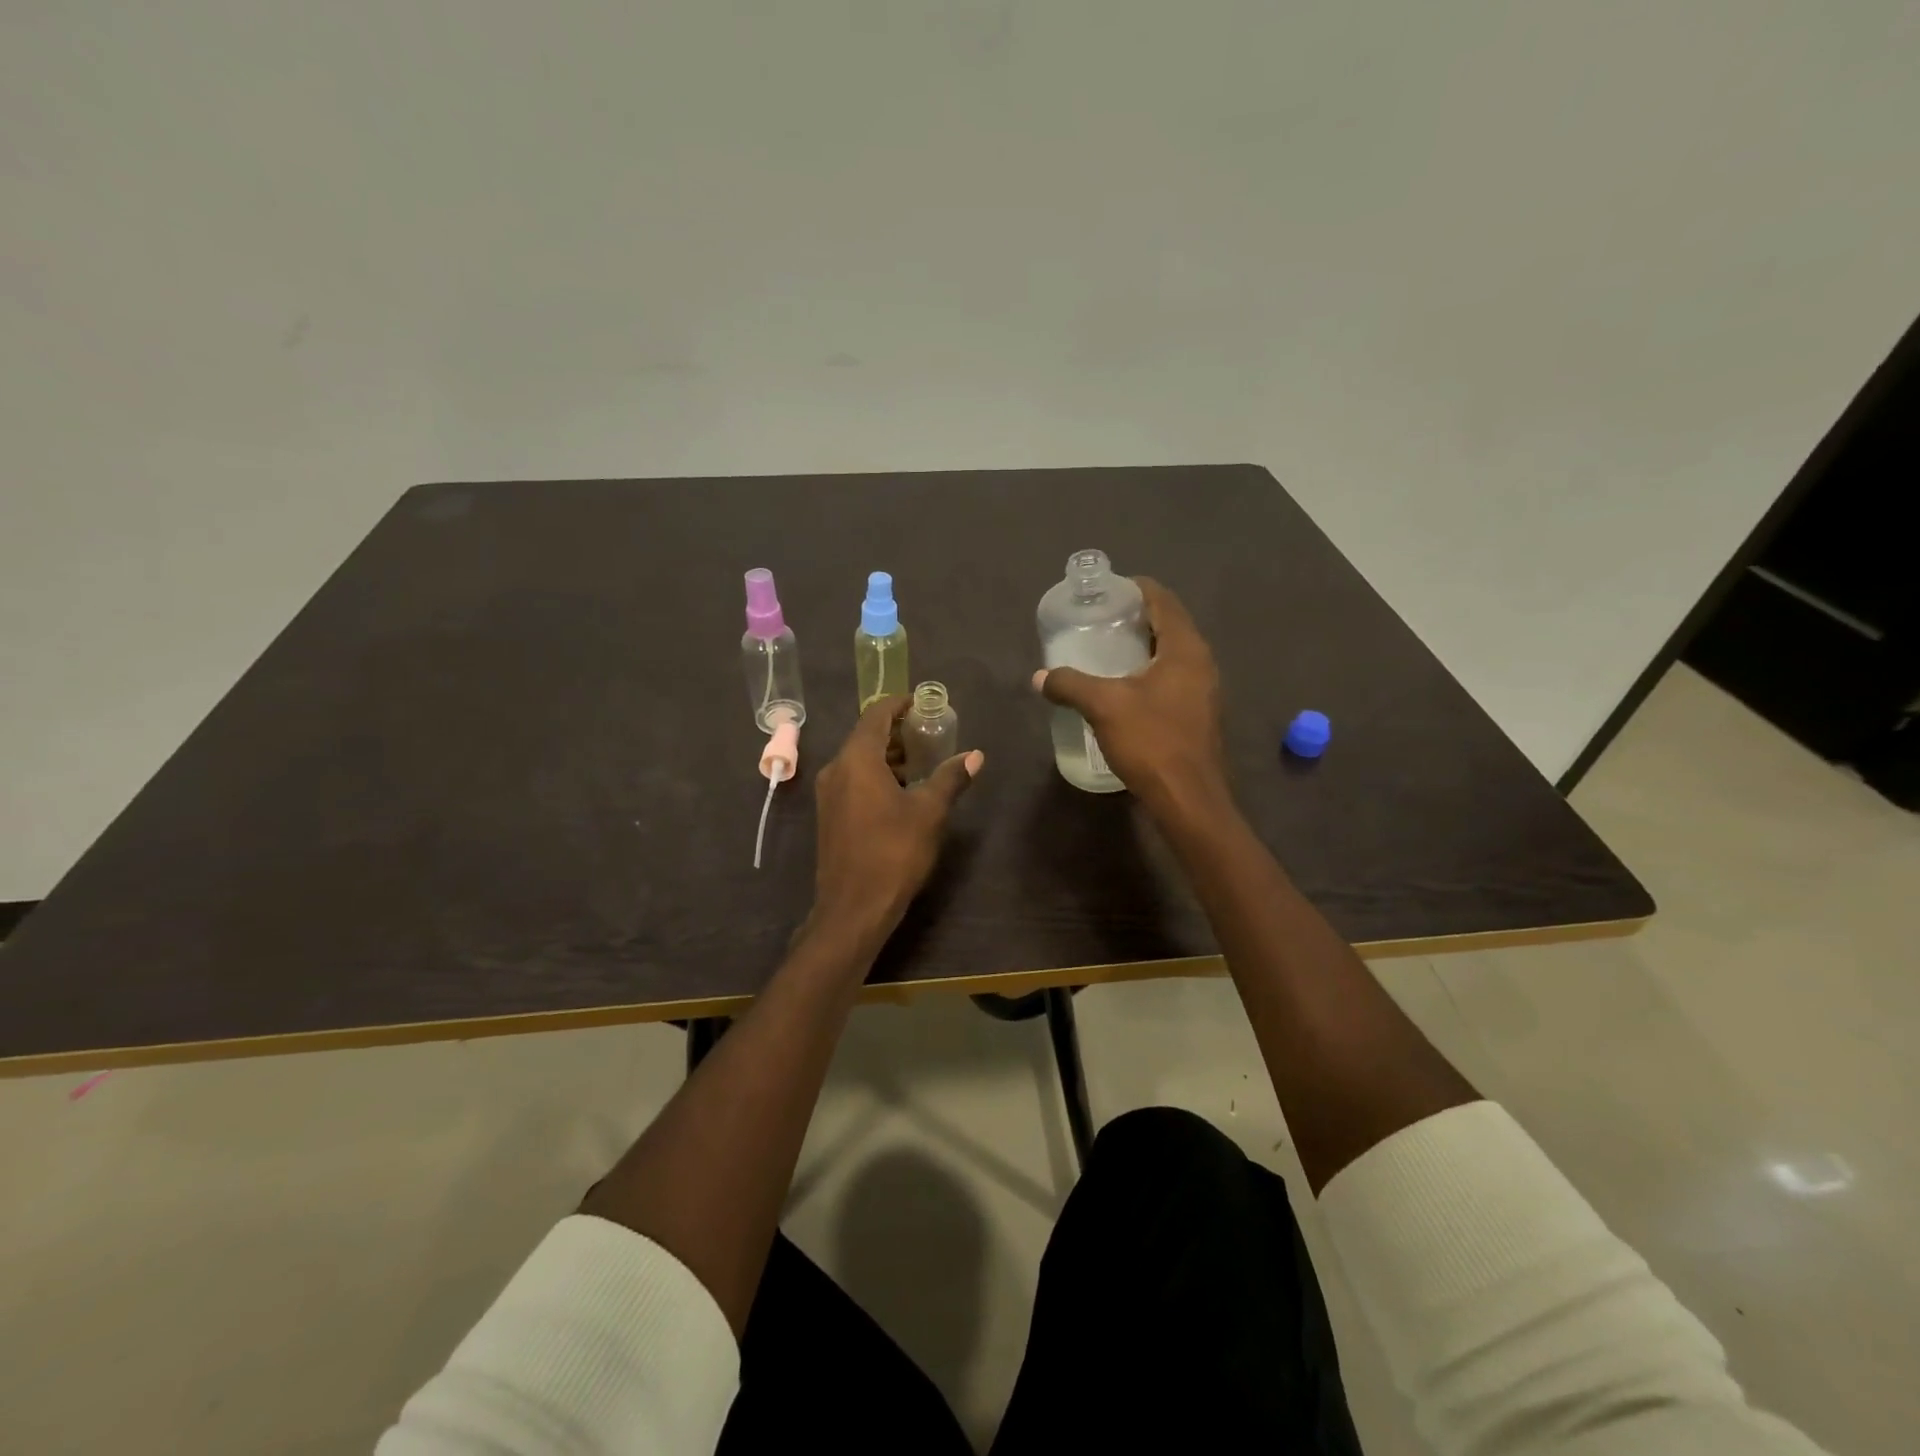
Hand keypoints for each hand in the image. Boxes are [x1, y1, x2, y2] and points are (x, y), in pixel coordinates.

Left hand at [807, 696, 983, 950]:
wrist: (853, 907)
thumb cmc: (893, 852)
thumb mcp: (930, 812)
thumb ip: (950, 778)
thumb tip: (975, 756)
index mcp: (857, 759)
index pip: (876, 714)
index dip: (900, 704)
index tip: (924, 703)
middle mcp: (836, 769)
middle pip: (866, 736)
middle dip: (897, 731)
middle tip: (930, 733)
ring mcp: (828, 794)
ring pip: (859, 760)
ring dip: (888, 755)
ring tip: (921, 761)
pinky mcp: (830, 815)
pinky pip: (853, 780)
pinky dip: (876, 775)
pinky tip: (901, 791)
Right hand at [1034, 578, 1226, 817]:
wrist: (1188, 799)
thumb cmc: (1151, 742)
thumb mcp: (1103, 706)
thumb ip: (1069, 684)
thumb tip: (1040, 677)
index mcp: (1184, 648)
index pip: (1163, 600)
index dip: (1136, 589)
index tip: (1107, 590)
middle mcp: (1201, 662)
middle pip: (1169, 624)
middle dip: (1136, 617)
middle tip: (1100, 618)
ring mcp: (1203, 690)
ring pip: (1171, 653)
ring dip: (1142, 646)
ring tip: (1106, 649)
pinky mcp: (1197, 713)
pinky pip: (1172, 677)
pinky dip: (1148, 670)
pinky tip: (1123, 686)